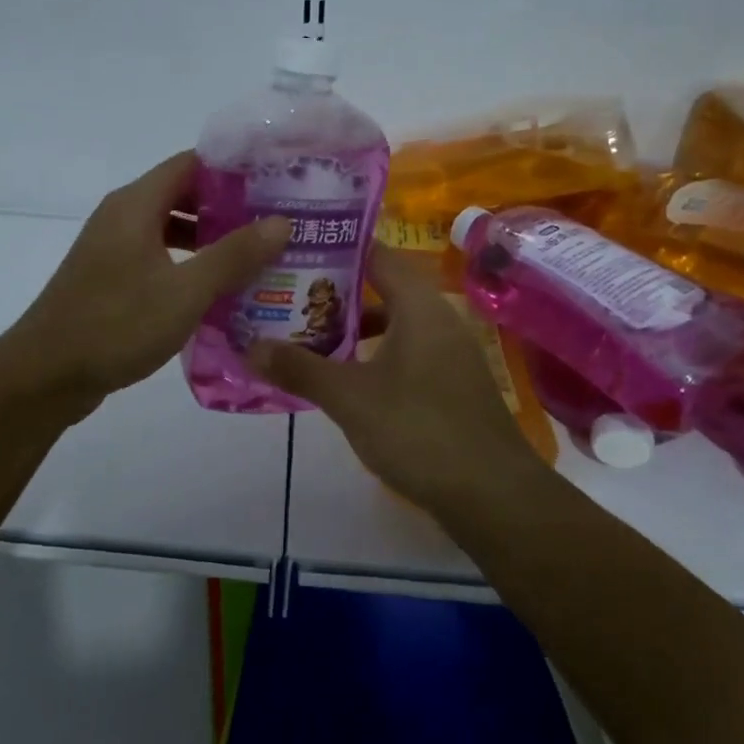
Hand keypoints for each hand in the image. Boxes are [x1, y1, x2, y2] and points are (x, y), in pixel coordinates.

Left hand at [3, 151, 290, 409]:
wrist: (44, 376)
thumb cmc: (115, 326)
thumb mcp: (185, 292)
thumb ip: (234, 255)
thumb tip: (281, 222)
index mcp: (136, 205)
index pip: (191, 163)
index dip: (234, 168)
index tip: (275, 182)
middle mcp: (122, 217)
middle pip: (183, 194)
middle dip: (229, 206)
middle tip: (275, 223)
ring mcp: (113, 249)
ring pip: (171, 229)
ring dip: (211, 239)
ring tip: (257, 256)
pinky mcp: (110, 279)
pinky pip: (158, 257)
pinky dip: (189, 264)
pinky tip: (217, 290)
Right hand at [247, 248, 547, 511]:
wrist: (493, 495)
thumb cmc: (420, 431)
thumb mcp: (350, 399)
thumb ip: (300, 368)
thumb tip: (250, 347)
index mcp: (419, 306)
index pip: (377, 254)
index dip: (337, 248)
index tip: (296, 250)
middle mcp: (438, 318)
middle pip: (382, 288)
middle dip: (335, 292)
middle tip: (288, 294)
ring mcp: (449, 352)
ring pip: (393, 323)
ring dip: (352, 328)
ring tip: (305, 335)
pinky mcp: (451, 383)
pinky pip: (404, 351)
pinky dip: (372, 354)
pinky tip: (343, 378)